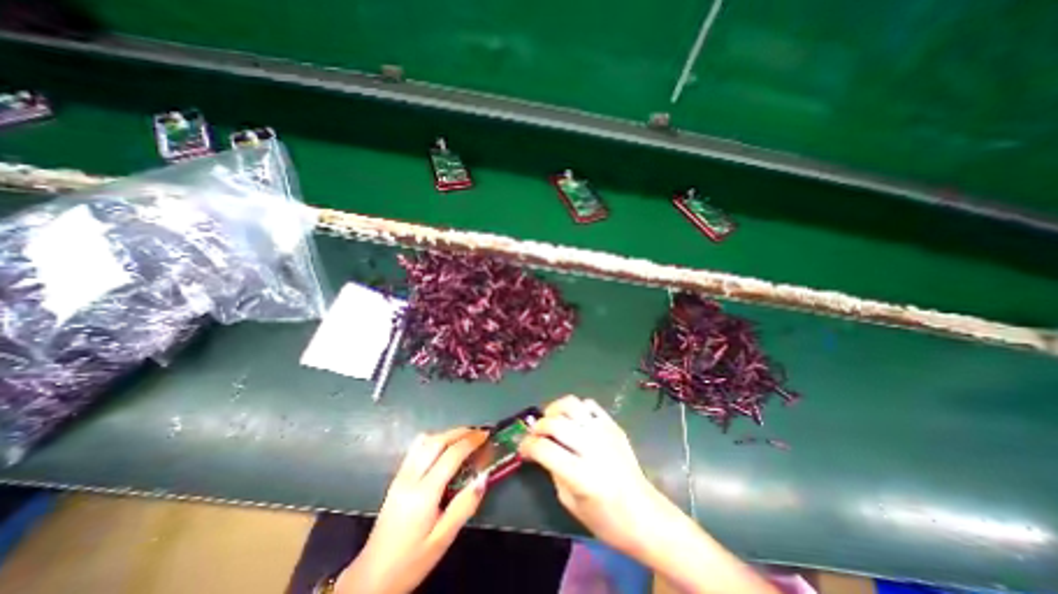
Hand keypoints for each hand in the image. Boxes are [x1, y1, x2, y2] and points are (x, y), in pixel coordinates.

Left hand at [338, 426, 488, 592]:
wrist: (371, 578)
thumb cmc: (411, 561)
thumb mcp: (443, 539)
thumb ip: (465, 505)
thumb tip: (484, 476)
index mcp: (424, 493)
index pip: (451, 455)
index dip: (471, 441)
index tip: (486, 435)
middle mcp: (410, 477)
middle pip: (437, 441)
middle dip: (460, 432)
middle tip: (478, 433)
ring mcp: (400, 475)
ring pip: (425, 440)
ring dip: (447, 433)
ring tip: (464, 437)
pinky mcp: (396, 478)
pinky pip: (416, 448)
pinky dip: (434, 439)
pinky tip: (443, 447)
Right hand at [520, 397, 668, 557]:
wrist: (645, 515)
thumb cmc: (606, 520)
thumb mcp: (570, 504)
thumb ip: (553, 471)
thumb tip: (541, 449)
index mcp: (581, 475)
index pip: (544, 448)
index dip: (527, 446)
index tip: (523, 448)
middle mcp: (592, 448)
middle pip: (555, 423)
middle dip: (537, 427)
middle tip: (534, 435)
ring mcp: (605, 433)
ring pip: (571, 404)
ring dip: (554, 409)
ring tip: (551, 420)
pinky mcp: (613, 426)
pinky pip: (589, 404)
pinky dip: (576, 408)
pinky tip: (573, 420)